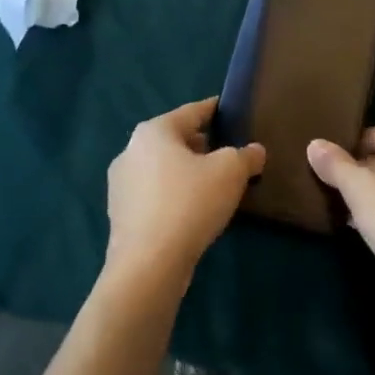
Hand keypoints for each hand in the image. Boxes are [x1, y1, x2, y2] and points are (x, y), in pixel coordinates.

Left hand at [106, 98, 264, 290]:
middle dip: (202, 145)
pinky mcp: (120, 215)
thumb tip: (254, 152)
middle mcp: (130, 150)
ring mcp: (121, 185)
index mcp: (154, 131)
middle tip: (228, 153)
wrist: (148, 265)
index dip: (214, 110)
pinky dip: (174, 195)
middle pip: (175, 140)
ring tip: (214, 184)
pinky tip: (193, 211)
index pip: (192, 112)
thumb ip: (246, 156)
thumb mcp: (230, 172)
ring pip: (163, 169)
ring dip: (187, 172)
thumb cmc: (189, 203)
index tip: (229, 110)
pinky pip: (155, 195)